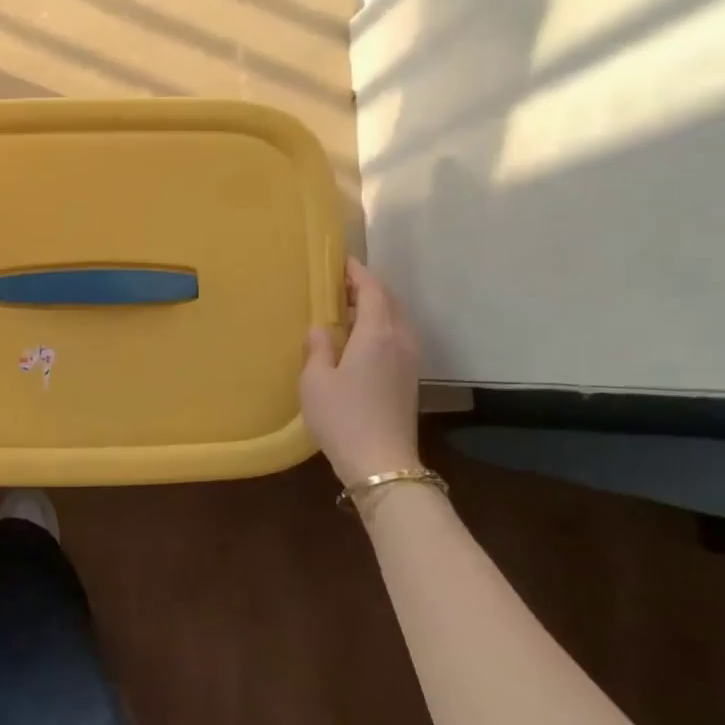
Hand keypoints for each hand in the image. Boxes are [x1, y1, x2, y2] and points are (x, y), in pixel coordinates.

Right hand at [300, 259, 420, 485]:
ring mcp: (409, 361)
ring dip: (375, 309)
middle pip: (389, 302)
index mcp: (377, 334)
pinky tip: (359, 341)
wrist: (381, 463)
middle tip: (340, 283)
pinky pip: (396, 339)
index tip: (342, 261)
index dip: (358, 273)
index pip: (372, 290)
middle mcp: (400, 341)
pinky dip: (379, 328)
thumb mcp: (315, 381)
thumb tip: (320, 328)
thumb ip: (317, 348)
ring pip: (395, 321)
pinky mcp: (409, 379)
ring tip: (347, 309)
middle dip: (367, 288)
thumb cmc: (342, 417)